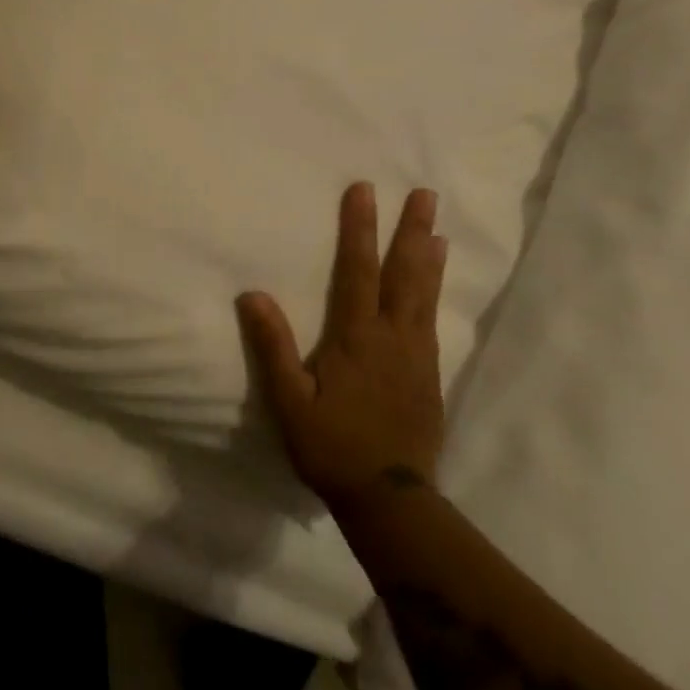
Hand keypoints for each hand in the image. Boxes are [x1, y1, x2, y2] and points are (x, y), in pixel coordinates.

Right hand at [238, 183, 447, 510]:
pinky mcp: (430, 376)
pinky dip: (435, 293)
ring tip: (438, 227)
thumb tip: (252, 294)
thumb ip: (273, 347)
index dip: (359, 228)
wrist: (389, 499)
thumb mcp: (290, 402)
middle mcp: (392, 336)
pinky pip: (432, 321)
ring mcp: (416, 356)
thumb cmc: (332, 447)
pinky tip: (434, 285)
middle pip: (403, 274)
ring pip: (424, 295)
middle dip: (410, 230)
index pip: (357, 270)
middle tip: (425, 194)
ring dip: (429, 256)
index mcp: (356, 337)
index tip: (364, 190)